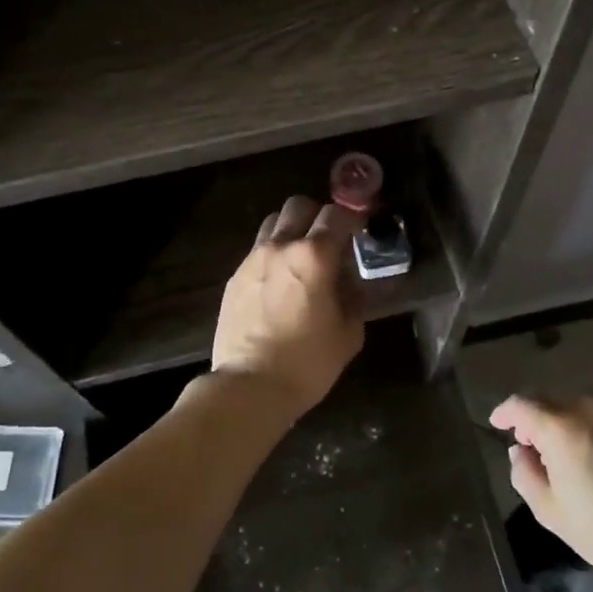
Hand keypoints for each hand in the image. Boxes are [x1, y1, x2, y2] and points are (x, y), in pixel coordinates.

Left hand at [211, 195, 364, 418]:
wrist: (249, 386)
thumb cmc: (307, 363)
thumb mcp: (348, 334)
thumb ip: (353, 298)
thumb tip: (350, 283)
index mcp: (314, 256)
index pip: (336, 215)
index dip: (351, 219)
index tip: (359, 231)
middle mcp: (280, 247)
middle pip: (298, 205)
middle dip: (317, 216)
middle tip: (328, 240)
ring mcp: (252, 260)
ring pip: (272, 222)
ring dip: (290, 230)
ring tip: (300, 257)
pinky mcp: (234, 278)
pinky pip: (256, 251)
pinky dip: (272, 254)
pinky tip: (278, 282)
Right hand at [490, 395, 592, 582]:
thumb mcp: (552, 513)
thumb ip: (525, 475)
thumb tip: (521, 452)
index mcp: (560, 427)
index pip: (521, 404)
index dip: (505, 412)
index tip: (499, 424)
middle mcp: (589, 407)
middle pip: (551, 398)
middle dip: (535, 415)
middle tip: (532, 442)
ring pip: (582, 401)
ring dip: (567, 416)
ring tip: (568, 443)